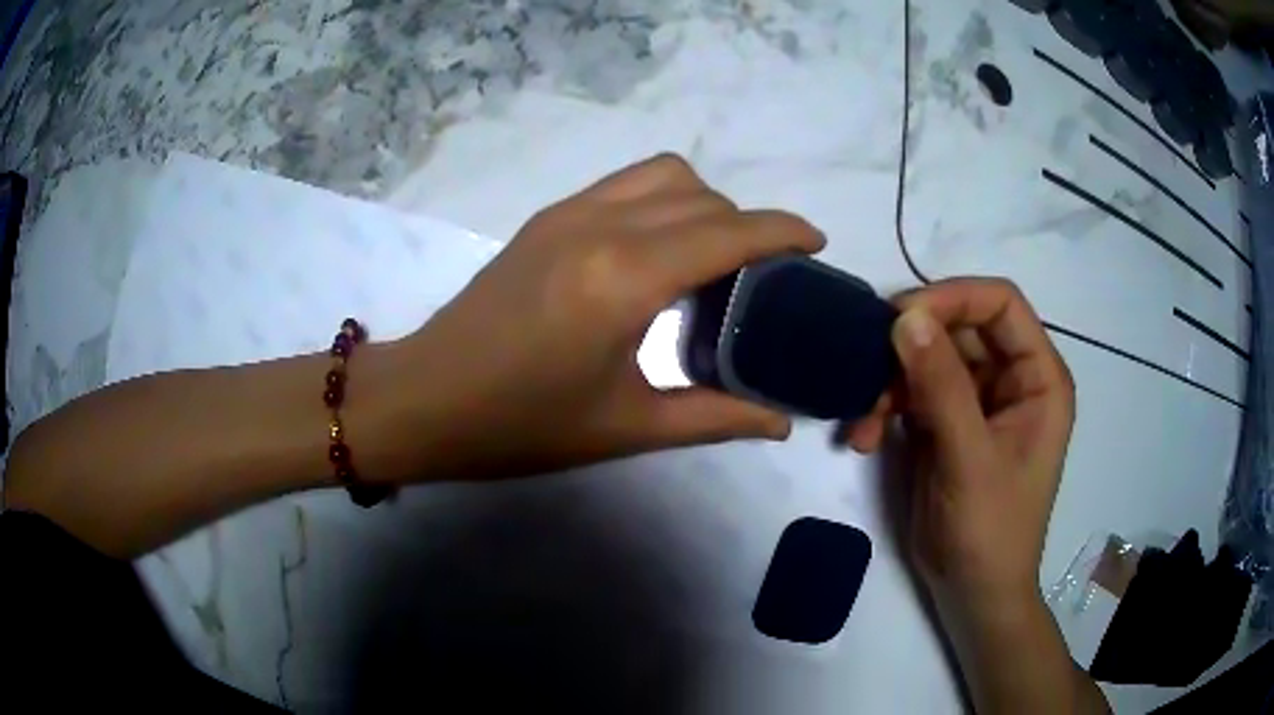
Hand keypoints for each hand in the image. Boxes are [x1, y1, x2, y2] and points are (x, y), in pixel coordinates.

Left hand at [400, 154, 824, 480]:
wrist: (425, 399)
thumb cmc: (520, 425)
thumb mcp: (626, 428)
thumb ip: (715, 417)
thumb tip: (780, 422)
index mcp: (624, 280)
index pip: (728, 232)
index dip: (783, 230)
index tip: (816, 243)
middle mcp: (600, 226)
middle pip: (702, 196)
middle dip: (747, 225)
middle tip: (763, 276)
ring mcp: (568, 213)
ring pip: (663, 175)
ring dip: (704, 203)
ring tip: (714, 257)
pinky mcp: (546, 217)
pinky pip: (625, 186)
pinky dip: (663, 201)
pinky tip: (659, 251)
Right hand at [845, 278, 1075, 616]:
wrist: (970, 592)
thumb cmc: (990, 531)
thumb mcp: (969, 460)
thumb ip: (942, 387)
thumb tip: (905, 317)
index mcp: (1038, 378)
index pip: (1001, 304)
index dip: (954, 297)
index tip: (900, 316)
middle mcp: (1011, 379)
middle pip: (959, 327)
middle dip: (911, 347)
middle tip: (868, 366)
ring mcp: (977, 401)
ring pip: (928, 358)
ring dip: (890, 381)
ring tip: (864, 419)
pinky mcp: (947, 423)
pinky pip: (912, 391)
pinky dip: (885, 406)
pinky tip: (865, 437)